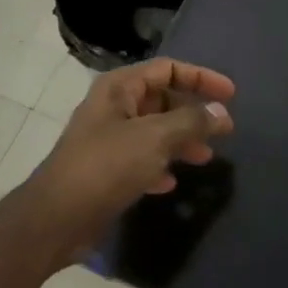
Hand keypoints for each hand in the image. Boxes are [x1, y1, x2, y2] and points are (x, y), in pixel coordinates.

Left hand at [22, 58, 235, 250]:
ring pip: (154, 131)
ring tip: (204, 158)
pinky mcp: (105, 170)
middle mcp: (113, 107)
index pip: (167, 69)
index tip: (231, 95)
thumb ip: (192, 122)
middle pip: (162, 99)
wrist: (57, 218)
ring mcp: (107, 139)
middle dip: (193, 113)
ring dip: (181, 141)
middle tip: (223, 131)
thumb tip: (221, 112)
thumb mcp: (155, 138)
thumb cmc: (106, 166)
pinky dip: (159, 166)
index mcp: (119, 88)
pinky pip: (141, 159)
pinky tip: (170, 184)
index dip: (201, 77)